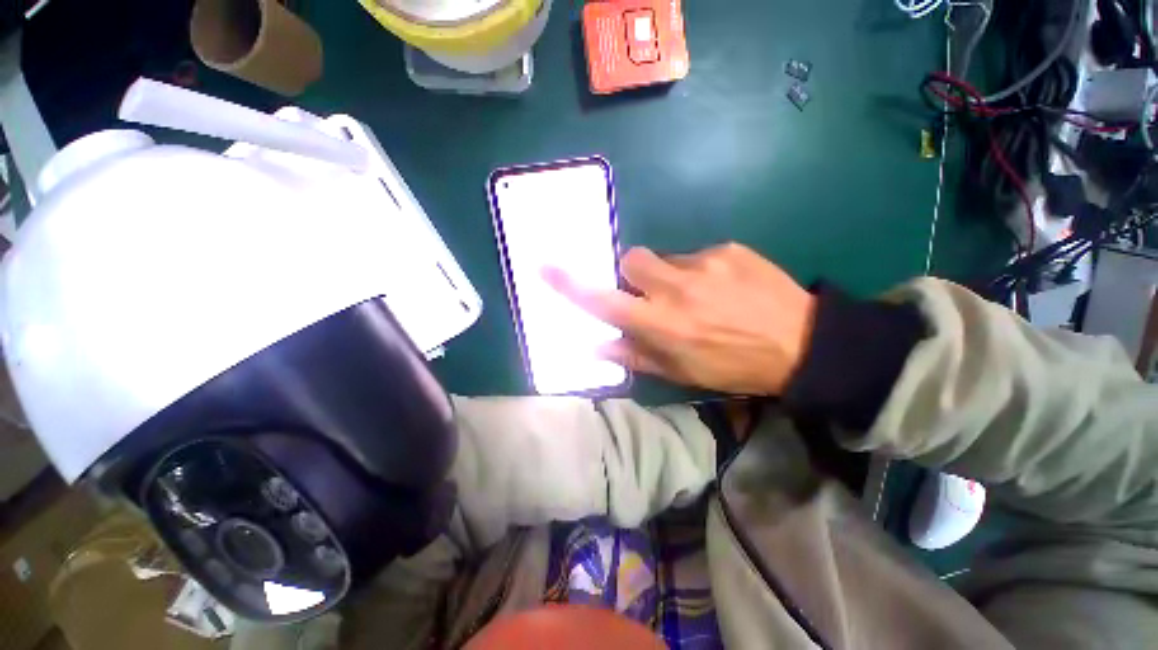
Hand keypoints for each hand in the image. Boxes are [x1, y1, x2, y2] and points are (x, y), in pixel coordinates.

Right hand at [544, 243, 816, 394]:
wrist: (802, 343)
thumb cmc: (734, 366)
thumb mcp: (682, 373)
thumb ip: (635, 356)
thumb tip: (597, 344)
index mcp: (662, 324)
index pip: (604, 300)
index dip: (572, 284)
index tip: (546, 267)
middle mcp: (676, 289)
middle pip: (631, 260)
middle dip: (634, 275)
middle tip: (653, 293)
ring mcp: (705, 263)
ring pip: (665, 258)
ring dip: (668, 275)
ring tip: (697, 295)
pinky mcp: (729, 249)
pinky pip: (697, 255)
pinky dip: (699, 270)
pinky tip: (724, 287)